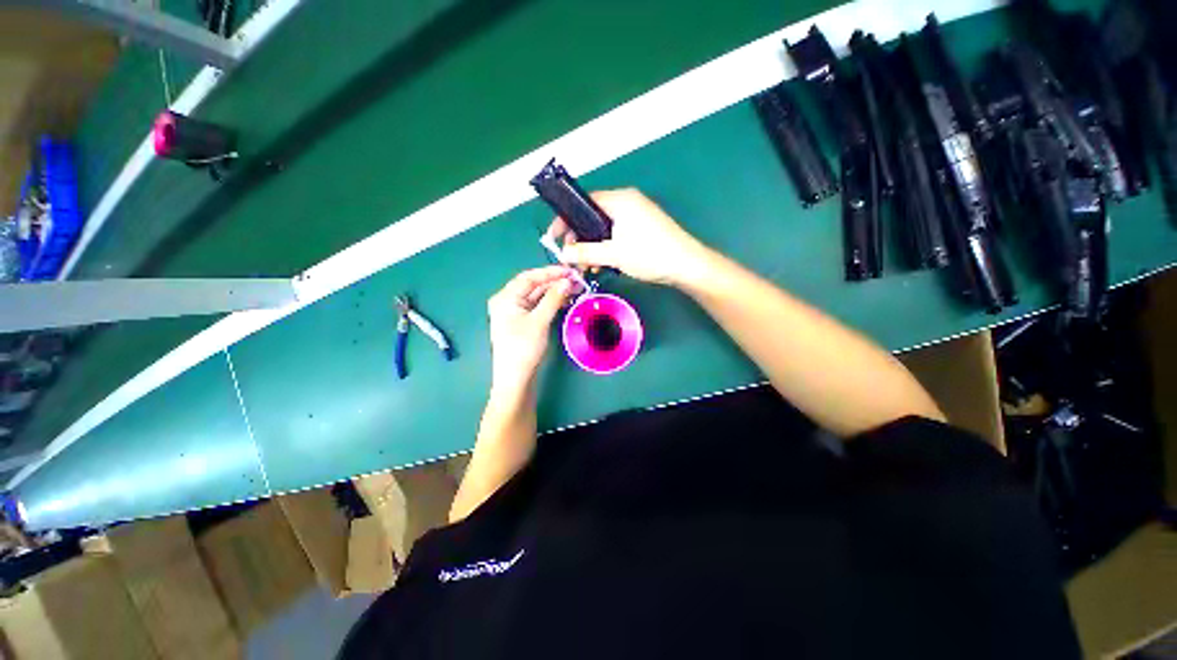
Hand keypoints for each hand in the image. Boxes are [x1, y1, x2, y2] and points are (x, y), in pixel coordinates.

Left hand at [486, 266, 577, 396]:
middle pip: (533, 286)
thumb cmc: (523, 348)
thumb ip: (553, 299)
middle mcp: (508, 302)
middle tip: (577, 281)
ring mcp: (515, 313)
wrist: (515, 380)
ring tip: (575, 289)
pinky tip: (564, 300)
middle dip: (555, 282)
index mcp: (506, 297)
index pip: (529, 277)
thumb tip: (567, 281)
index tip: (570, 271)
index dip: (551, 272)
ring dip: (554, 292)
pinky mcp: (522, 323)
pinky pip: (537, 307)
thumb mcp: (540, 321)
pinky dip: (551, 303)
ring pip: (537, 296)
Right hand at [547, 188, 710, 286]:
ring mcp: (636, 215)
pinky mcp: (642, 227)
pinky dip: (606, 247)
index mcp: (620, 200)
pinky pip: (616, 233)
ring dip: (592, 245)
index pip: (583, 202)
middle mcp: (627, 202)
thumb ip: (585, 252)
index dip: (566, 219)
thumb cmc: (650, 254)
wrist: (686, 265)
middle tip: (571, 256)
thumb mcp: (613, 254)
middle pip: (593, 215)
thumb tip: (562, 253)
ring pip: (604, 227)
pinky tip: (602, 263)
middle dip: (579, 237)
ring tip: (586, 265)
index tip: (554, 236)